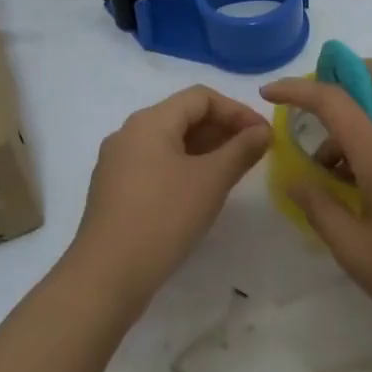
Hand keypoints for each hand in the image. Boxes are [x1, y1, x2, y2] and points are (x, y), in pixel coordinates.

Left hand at [62, 85, 272, 313]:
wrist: (107, 274)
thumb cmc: (163, 218)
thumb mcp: (210, 182)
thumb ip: (240, 151)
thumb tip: (262, 132)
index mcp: (149, 121)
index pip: (200, 97)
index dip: (237, 110)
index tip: (264, 134)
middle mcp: (128, 133)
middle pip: (182, 116)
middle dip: (222, 129)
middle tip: (254, 152)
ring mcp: (117, 161)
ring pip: (169, 141)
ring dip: (204, 149)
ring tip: (233, 170)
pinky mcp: (114, 188)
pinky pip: (154, 163)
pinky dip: (183, 166)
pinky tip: (200, 191)